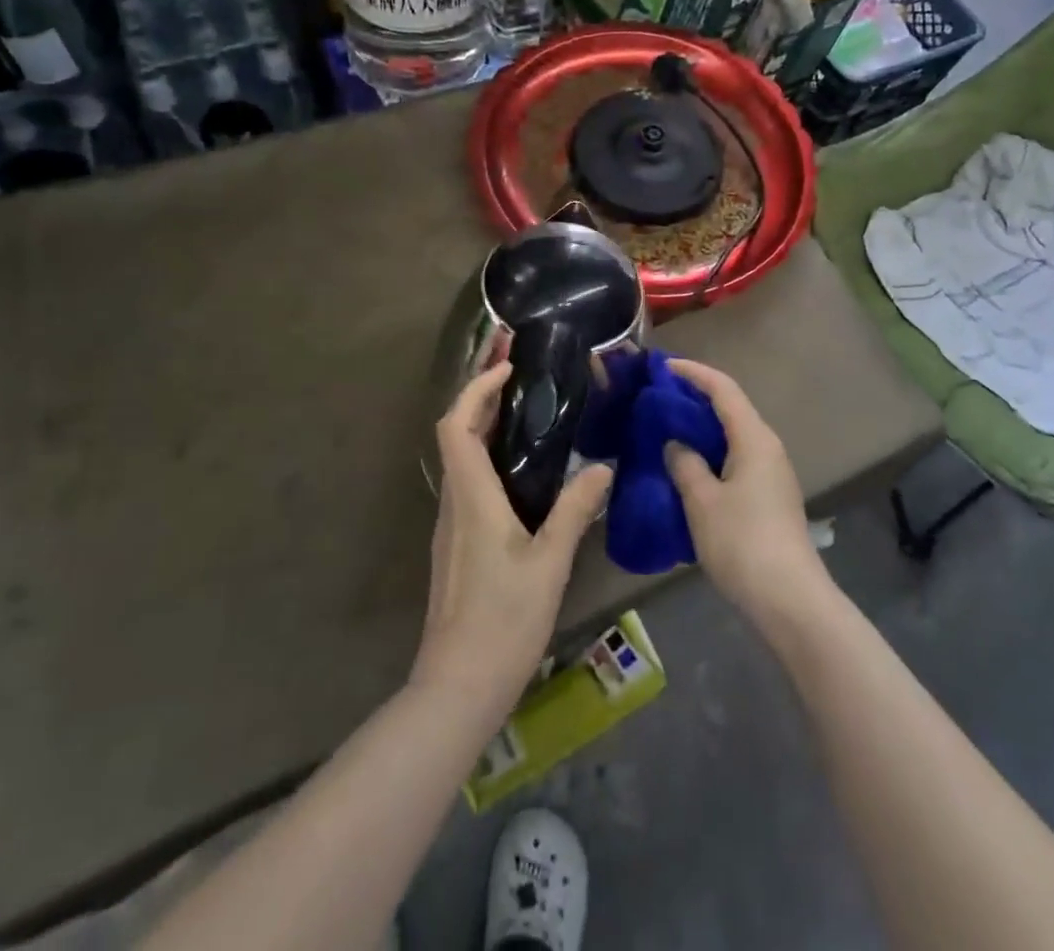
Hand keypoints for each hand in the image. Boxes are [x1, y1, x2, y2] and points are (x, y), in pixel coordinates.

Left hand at [412, 361, 611, 718]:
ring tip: (527, 416)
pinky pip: (468, 485)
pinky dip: (488, 461)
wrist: (458, 686)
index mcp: (472, 497)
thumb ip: (575, 511)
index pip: (456, 425)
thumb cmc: (504, 620)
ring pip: (460, 460)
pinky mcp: (456, 545)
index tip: (507, 369)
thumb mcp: (550, 563)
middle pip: (455, 435)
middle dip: (481, 400)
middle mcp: (454, 503)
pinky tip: (522, 474)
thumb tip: (602, 467)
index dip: (475, 389)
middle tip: (522, 380)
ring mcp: (450, 525)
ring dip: (484, 429)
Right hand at [664, 359, 830, 627]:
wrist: (789, 600)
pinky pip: (736, 459)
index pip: (723, 389)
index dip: (693, 373)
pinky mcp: (770, 497)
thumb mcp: (702, 501)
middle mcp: (768, 448)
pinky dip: (711, 453)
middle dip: (695, 398)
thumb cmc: (742, 542)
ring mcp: (772, 474)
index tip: (662, 366)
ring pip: (733, 436)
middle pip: (731, 408)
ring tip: (666, 430)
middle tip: (658, 398)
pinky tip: (688, 468)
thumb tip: (676, 444)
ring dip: (702, 428)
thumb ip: (685, 464)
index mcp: (754, 438)